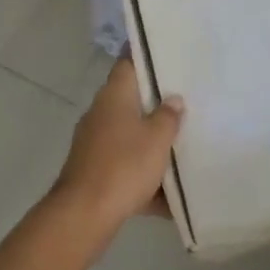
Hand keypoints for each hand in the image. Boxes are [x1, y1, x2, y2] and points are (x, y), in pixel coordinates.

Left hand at [50, 56, 184, 241]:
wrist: (84, 216)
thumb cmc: (124, 165)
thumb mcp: (157, 138)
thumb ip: (168, 116)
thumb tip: (173, 100)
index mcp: (114, 96)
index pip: (128, 63)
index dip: (146, 56)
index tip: (167, 54)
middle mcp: (100, 113)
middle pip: (131, 100)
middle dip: (156, 104)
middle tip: (185, 101)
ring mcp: (94, 144)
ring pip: (129, 135)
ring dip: (150, 142)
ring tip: (181, 145)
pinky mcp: (93, 172)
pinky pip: (124, 166)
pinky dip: (142, 176)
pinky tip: (167, 195)